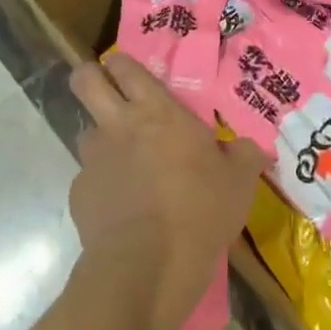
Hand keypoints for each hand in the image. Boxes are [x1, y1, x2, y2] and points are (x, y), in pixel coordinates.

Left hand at [69, 53, 263, 329]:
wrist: (148, 266)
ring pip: (86, 133)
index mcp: (156, 111)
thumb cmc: (200, 209)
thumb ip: (244, 155)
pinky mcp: (79, 195)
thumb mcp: (239, 181)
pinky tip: (122, 210)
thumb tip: (250, 148)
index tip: (129, 71)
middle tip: (107, 93)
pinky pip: (88, 180)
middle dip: (90, 78)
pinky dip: (102, 188)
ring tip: (125, 165)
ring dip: (102, 141)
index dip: (122, 63)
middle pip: (84, 81)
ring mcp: (93, 160)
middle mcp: (117, 126)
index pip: (125, 66)